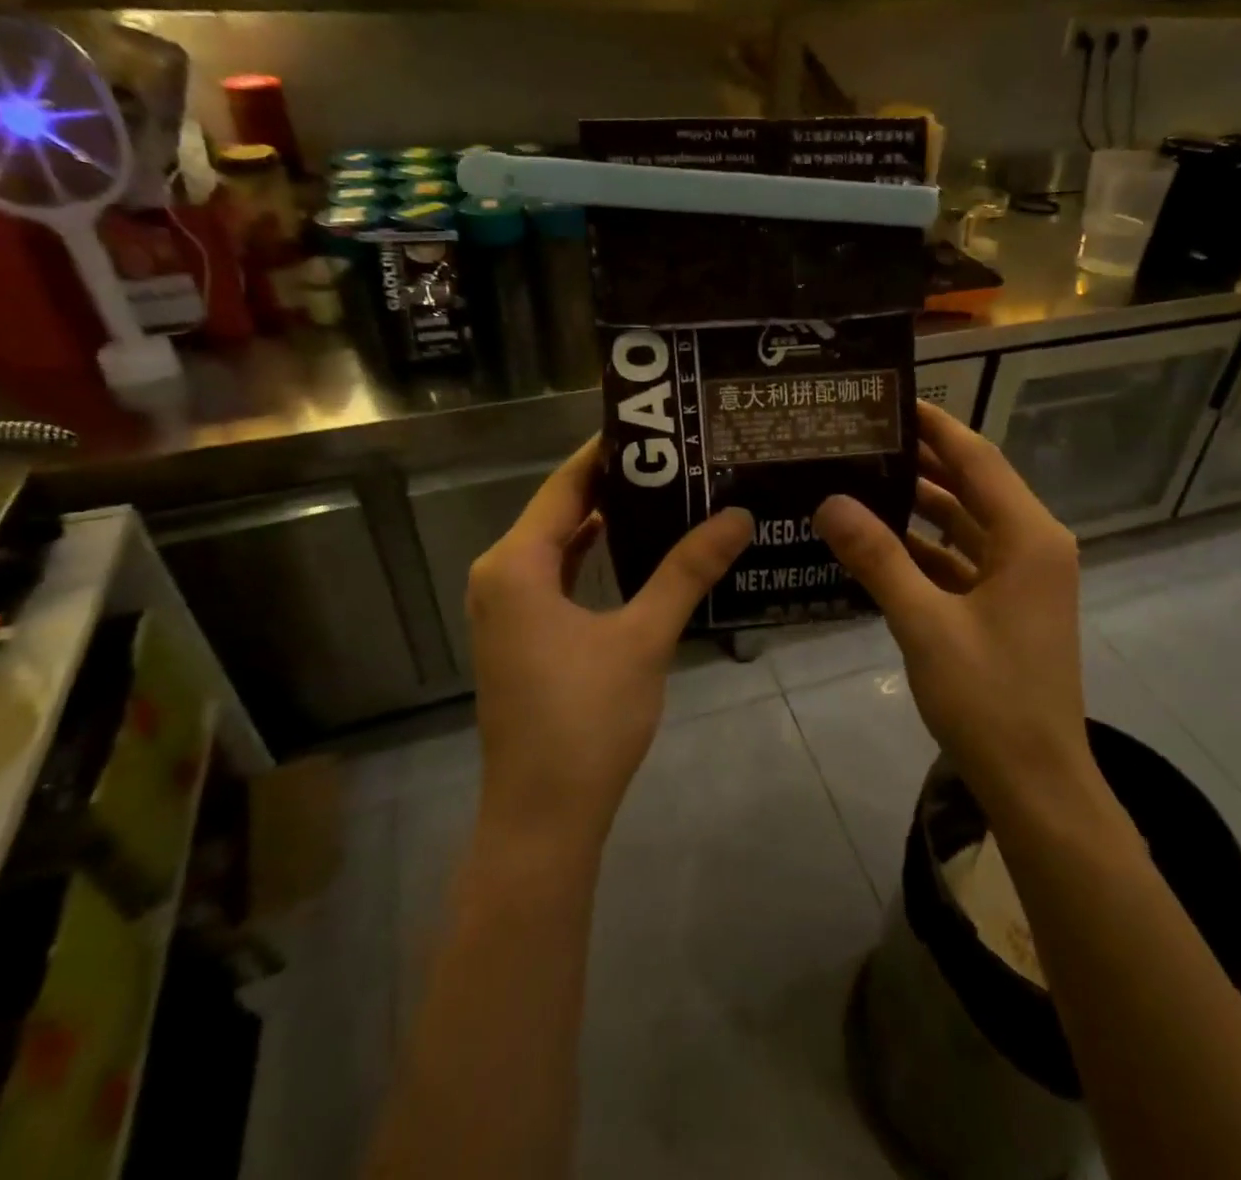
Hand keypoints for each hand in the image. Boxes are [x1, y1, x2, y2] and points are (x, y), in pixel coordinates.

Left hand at [466, 437, 752, 846]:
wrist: (543, 816)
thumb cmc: (587, 720)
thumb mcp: (643, 637)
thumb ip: (687, 571)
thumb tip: (738, 515)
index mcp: (516, 564)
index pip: (565, 484)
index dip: (609, 451)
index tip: (659, 424)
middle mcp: (501, 574)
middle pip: (561, 509)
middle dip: (616, 482)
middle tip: (678, 455)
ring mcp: (508, 606)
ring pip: (559, 543)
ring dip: (606, 519)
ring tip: (668, 489)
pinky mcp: (522, 633)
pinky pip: (557, 574)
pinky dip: (593, 555)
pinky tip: (639, 547)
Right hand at [813, 402, 1097, 822]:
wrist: (1036, 783)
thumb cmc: (989, 698)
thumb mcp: (925, 624)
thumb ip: (877, 558)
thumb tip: (830, 501)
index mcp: (1028, 538)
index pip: (977, 460)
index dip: (936, 427)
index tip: (890, 399)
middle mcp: (1031, 546)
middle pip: (972, 486)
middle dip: (921, 461)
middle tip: (862, 437)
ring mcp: (1020, 579)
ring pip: (964, 525)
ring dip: (919, 505)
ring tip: (861, 478)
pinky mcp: (1005, 607)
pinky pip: (961, 561)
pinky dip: (924, 549)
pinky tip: (876, 541)